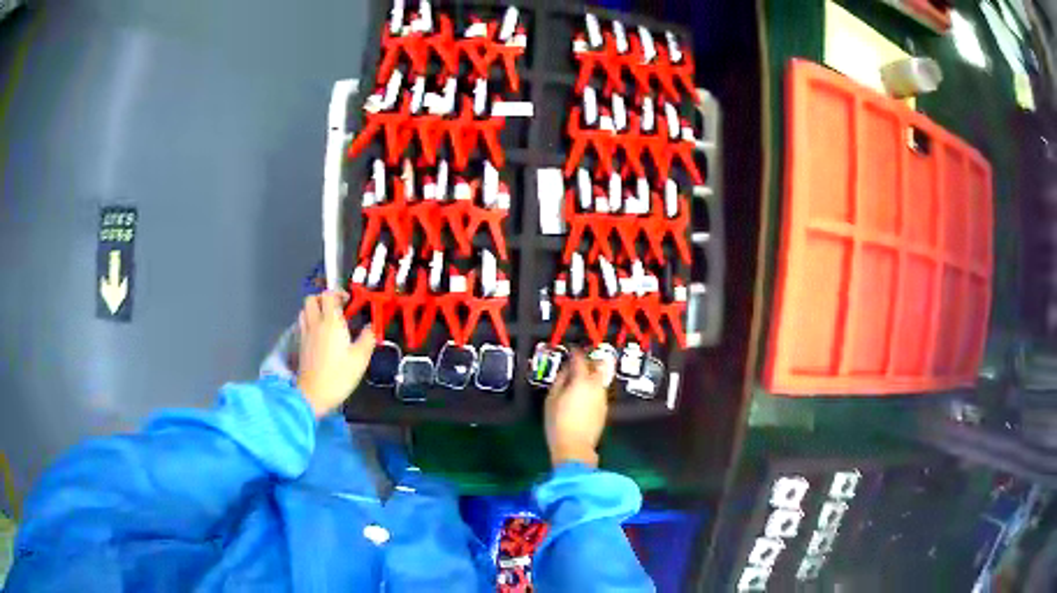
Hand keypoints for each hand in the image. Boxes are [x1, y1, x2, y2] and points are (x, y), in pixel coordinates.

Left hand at [296, 292, 375, 417]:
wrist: (313, 395)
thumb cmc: (339, 376)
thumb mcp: (360, 358)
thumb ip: (367, 338)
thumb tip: (372, 326)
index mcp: (331, 322)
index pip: (329, 295)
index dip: (338, 293)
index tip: (349, 301)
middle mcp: (315, 323)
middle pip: (312, 299)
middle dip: (323, 297)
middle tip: (336, 307)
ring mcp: (305, 333)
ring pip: (305, 310)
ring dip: (315, 308)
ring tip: (327, 318)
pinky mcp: (300, 344)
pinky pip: (303, 323)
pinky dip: (310, 321)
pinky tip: (319, 333)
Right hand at [544, 351, 608, 467]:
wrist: (575, 447)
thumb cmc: (558, 423)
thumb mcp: (552, 399)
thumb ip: (560, 380)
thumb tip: (566, 369)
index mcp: (582, 381)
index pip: (580, 359)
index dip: (575, 352)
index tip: (571, 349)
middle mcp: (596, 386)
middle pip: (598, 366)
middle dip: (590, 360)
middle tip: (579, 361)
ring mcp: (603, 398)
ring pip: (600, 379)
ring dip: (592, 375)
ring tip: (579, 379)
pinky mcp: (605, 409)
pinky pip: (599, 391)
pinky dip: (593, 388)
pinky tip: (583, 395)